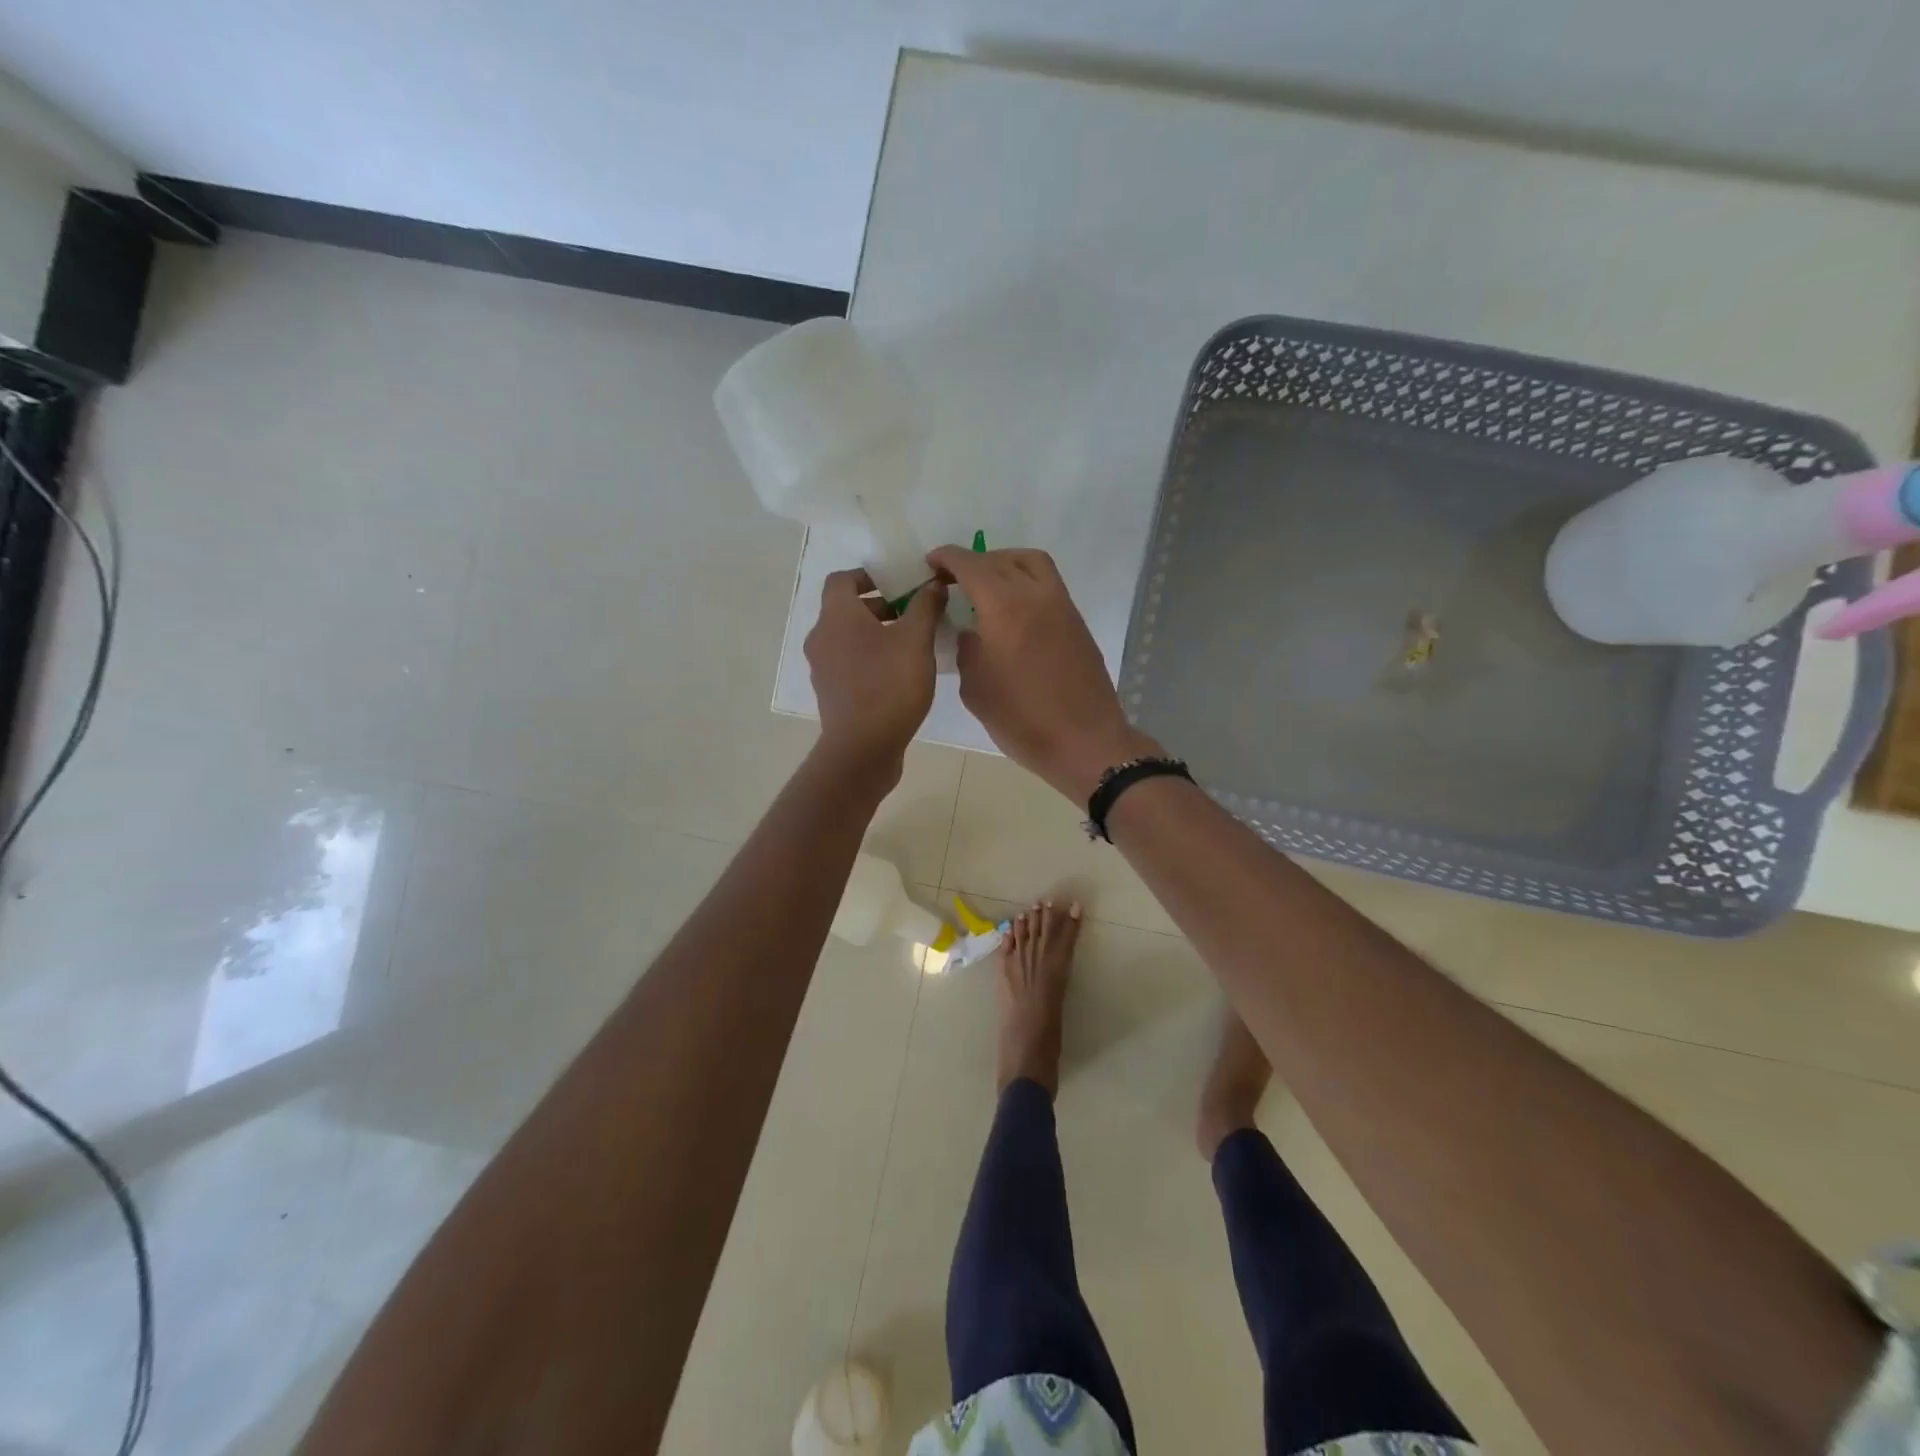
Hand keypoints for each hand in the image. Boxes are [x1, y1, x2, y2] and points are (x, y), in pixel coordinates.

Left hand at [805, 568, 946, 782]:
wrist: (862, 749)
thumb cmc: (888, 686)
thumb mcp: (916, 641)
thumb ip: (925, 607)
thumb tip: (934, 583)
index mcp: (836, 617)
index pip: (842, 580)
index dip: (869, 575)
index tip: (898, 582)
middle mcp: (822, 638)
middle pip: (846, 610)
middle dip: (880, 606)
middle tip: (913, 612)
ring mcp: (823, 669)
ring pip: (848, 638)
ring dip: (876, 634)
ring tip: (912, 643)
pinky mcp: (831, 694)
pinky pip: (849, 664)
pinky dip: (870, 658)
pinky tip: (899, 673)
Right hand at [927, 545, 1160, 802]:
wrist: (1084, 741)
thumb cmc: (1021, 719)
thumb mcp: (976, 687)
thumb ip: (967, 649)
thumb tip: (970, 631)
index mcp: (1004, 607)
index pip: (971, 566)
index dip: (948, 559)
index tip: (932, 563)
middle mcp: (1035, 594)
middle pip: (1001, 559)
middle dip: (974, 562)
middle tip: (955, 578)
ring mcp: (1062, 605)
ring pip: (1032, 563)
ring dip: (1005, 563)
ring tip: (986, 585)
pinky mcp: (1076, 621)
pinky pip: (1048, 584)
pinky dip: (1025, 581)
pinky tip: (1012, 609)